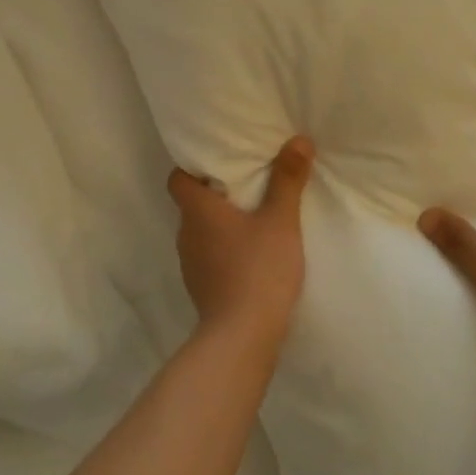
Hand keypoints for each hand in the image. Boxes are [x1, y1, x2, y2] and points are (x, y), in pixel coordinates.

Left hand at [168, 138, 314, 351]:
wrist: (242, 335)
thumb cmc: (258, 268)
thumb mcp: (281, 220)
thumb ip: (288, 179)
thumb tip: (298, 139)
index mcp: (197, 210)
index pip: (177, 179)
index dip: (191, 168)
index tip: (218, 163)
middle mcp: (186, 234)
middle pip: (192, 205)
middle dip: (215, 194)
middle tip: (246, 184)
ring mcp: (190, 264)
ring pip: (201, 232)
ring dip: (220, 225)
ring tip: (252, 219)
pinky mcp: (201, 288)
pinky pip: (209, 257)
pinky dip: (224, 251)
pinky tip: (250, 255)